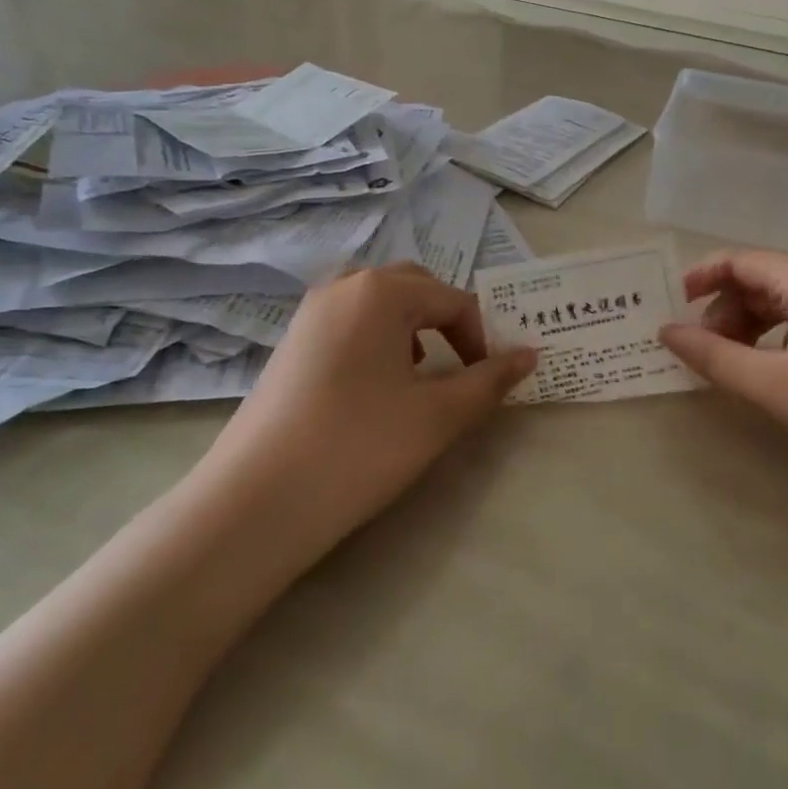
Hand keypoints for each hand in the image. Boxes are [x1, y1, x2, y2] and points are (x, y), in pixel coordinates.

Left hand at [206, 264, 535, 552]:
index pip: (451, 300)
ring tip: (423, 377)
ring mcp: (309, 315)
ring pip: (377, 305)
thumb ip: (489, 381)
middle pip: (412, 288)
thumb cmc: (360, 446)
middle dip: (446, 322)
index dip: (482, 338)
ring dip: (412, 330)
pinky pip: (348, 325)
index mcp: (380, 291)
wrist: (257, 500)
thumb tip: (530, 354)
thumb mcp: (438, 416)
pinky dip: (377, 342)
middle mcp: (342, 288)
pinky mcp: (290, 345)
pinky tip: (376, 389)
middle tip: (464, 366)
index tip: (492, 381)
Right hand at [659, 250, 787, 485]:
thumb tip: (665, 331)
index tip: (670, 308)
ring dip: (744, 331)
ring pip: (778, 308)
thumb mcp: (773, 385)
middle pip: (757, 283)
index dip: (700, 278)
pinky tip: (765, 376)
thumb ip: (713, 356)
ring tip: (728, 368)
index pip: (740, 261)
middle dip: (721, 312)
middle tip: (700, 353)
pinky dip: (769, 346)